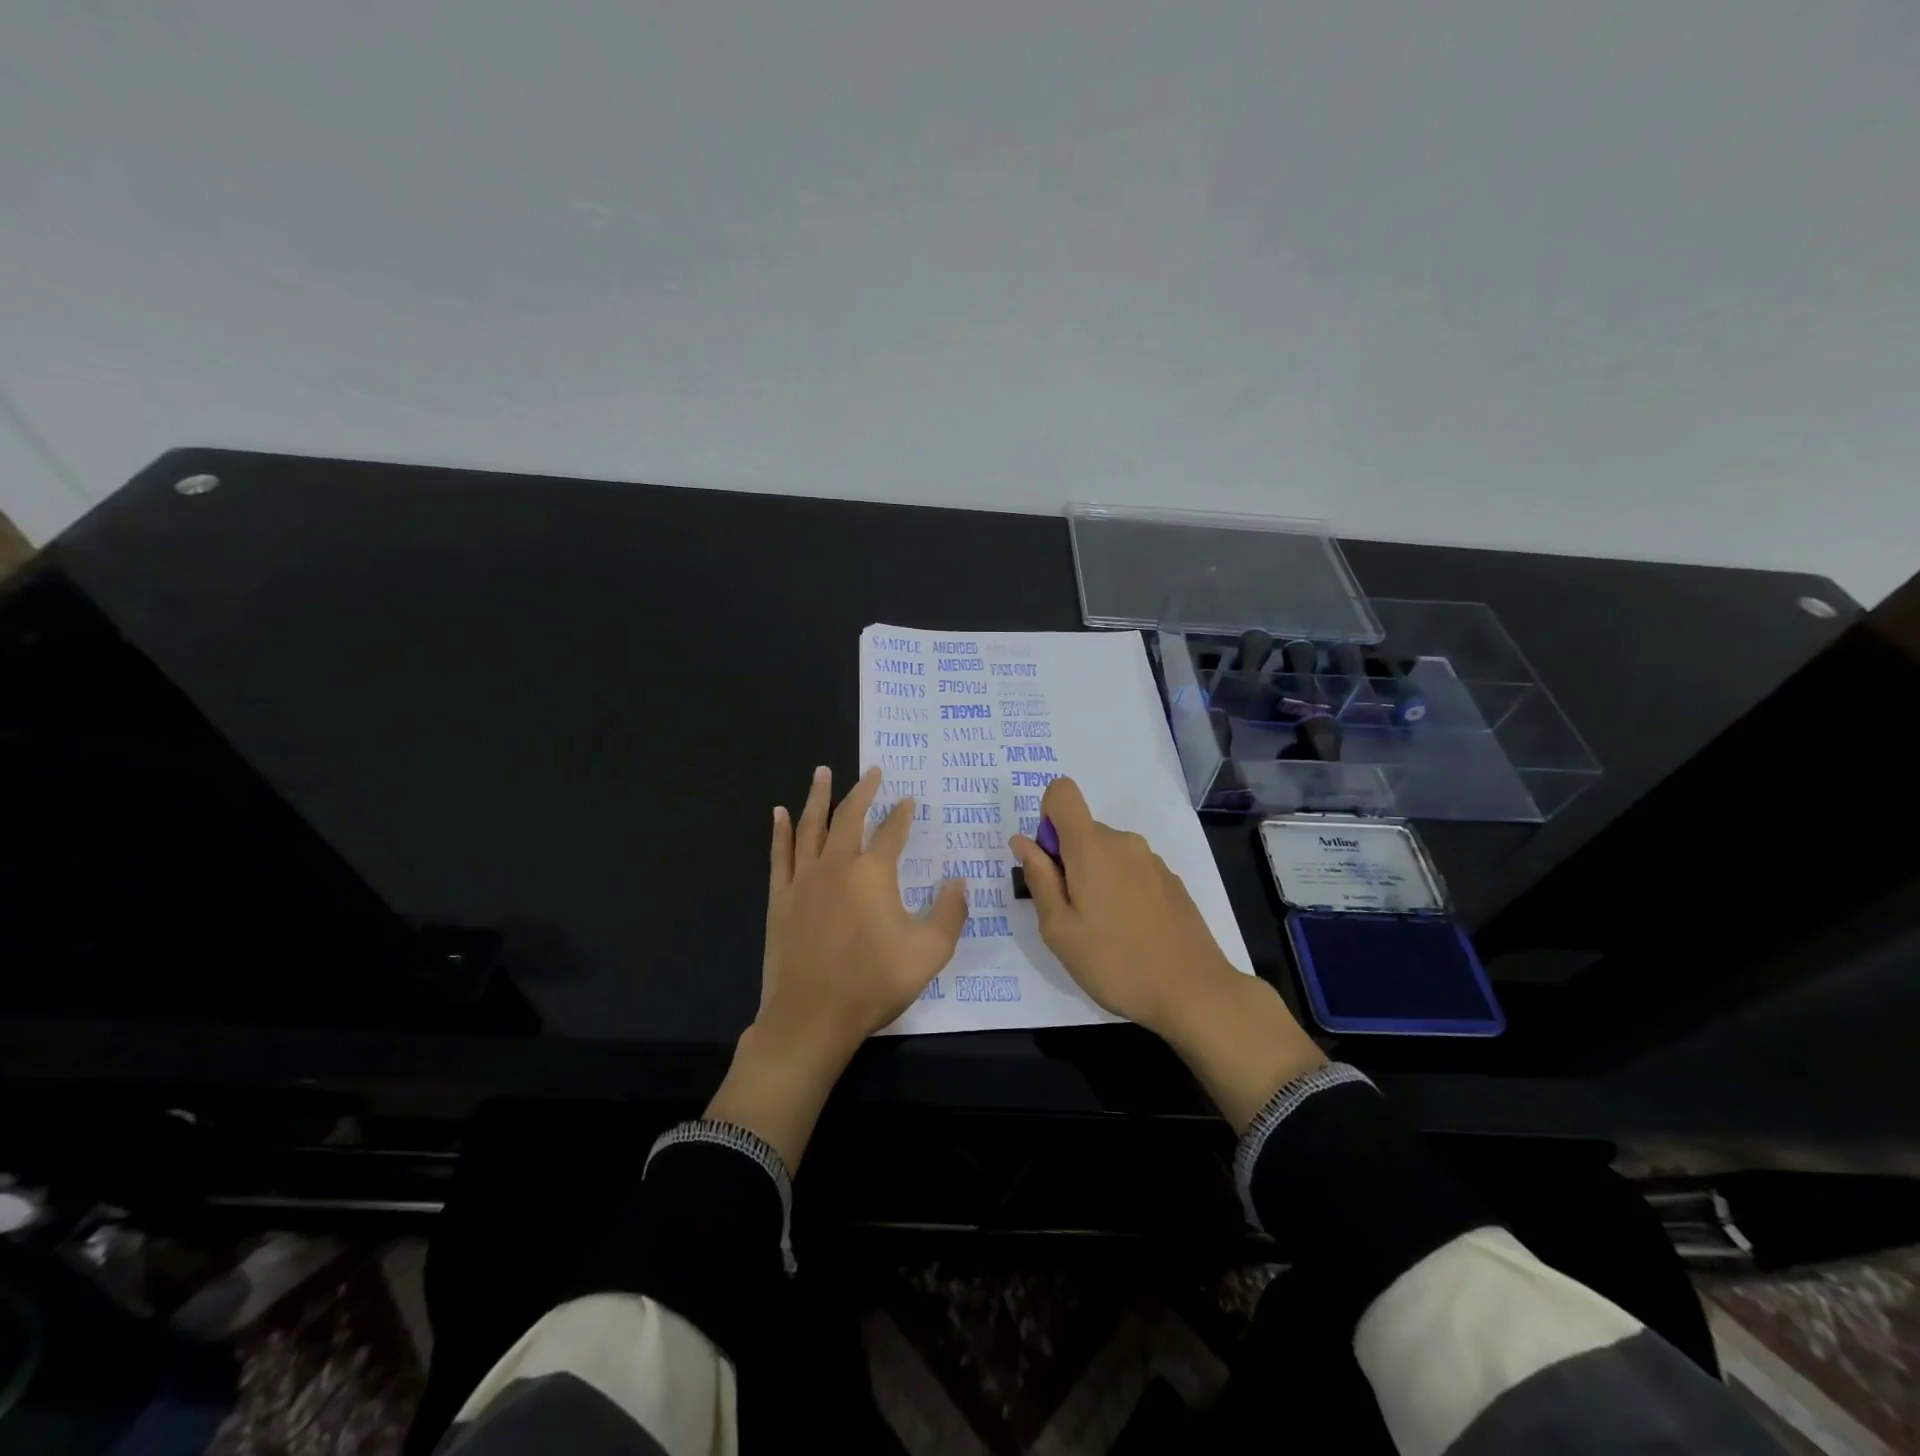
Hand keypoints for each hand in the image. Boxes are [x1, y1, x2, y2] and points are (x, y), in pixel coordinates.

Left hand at [709, 765, 968, 1169]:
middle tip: (871, 771)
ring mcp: (803, 880)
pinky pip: (780, 855)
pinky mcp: (780, 898)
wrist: (811, 1017)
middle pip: (849, 817)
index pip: (891, 832)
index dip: (902, 814)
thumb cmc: (873, 983)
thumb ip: (950, 913)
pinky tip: (780, 813)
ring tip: (822, 772)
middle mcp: (836, 866)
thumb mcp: (929, 953)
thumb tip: (959, 881)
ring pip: (811, 827)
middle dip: (862, 791)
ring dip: (818, 796)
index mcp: (873, 874)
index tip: (909, 800)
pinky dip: (781, 831)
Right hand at [1009, 776, 1325, 1130]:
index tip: (1051, 864)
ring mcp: (1152, 861)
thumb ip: (1039, 879)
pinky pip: (1131, 870)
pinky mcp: (1171, 881)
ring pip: (1107, 853)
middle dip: (1068, 861)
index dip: (1047, 818)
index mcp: (1092, 847)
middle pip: (1083, 830)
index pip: (1062, 792)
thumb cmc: (1115, 963)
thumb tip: (1023, 841)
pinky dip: (1120, 890)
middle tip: (1072, 916)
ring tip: (1103, 931)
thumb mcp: (1059, 930)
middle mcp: (1124, 842)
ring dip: (1095, 879)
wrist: (1194, 992)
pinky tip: (1132, 933)